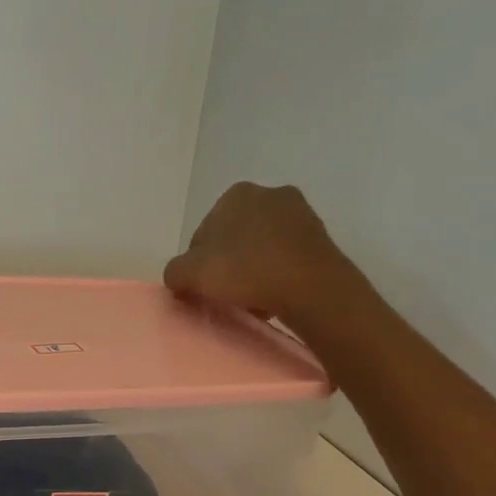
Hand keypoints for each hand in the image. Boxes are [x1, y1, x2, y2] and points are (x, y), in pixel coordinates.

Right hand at [164, 182, 362, 327]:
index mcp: (236, 194)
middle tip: (225, 295)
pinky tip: (273, 298)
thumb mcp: (192, 274)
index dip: (198, 264)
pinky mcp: (321, 237)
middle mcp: (269, 194)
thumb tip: (178, 276)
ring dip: (252, 271)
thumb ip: (175, 272)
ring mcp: (300, 213)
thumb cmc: (246, 271)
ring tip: (250, 301)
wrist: (312, 287)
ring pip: (261, 248)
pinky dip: (276, 274)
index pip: (202, 233)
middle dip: (228, 265)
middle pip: (233, 239)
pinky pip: (286, 257)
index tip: (203, 288)